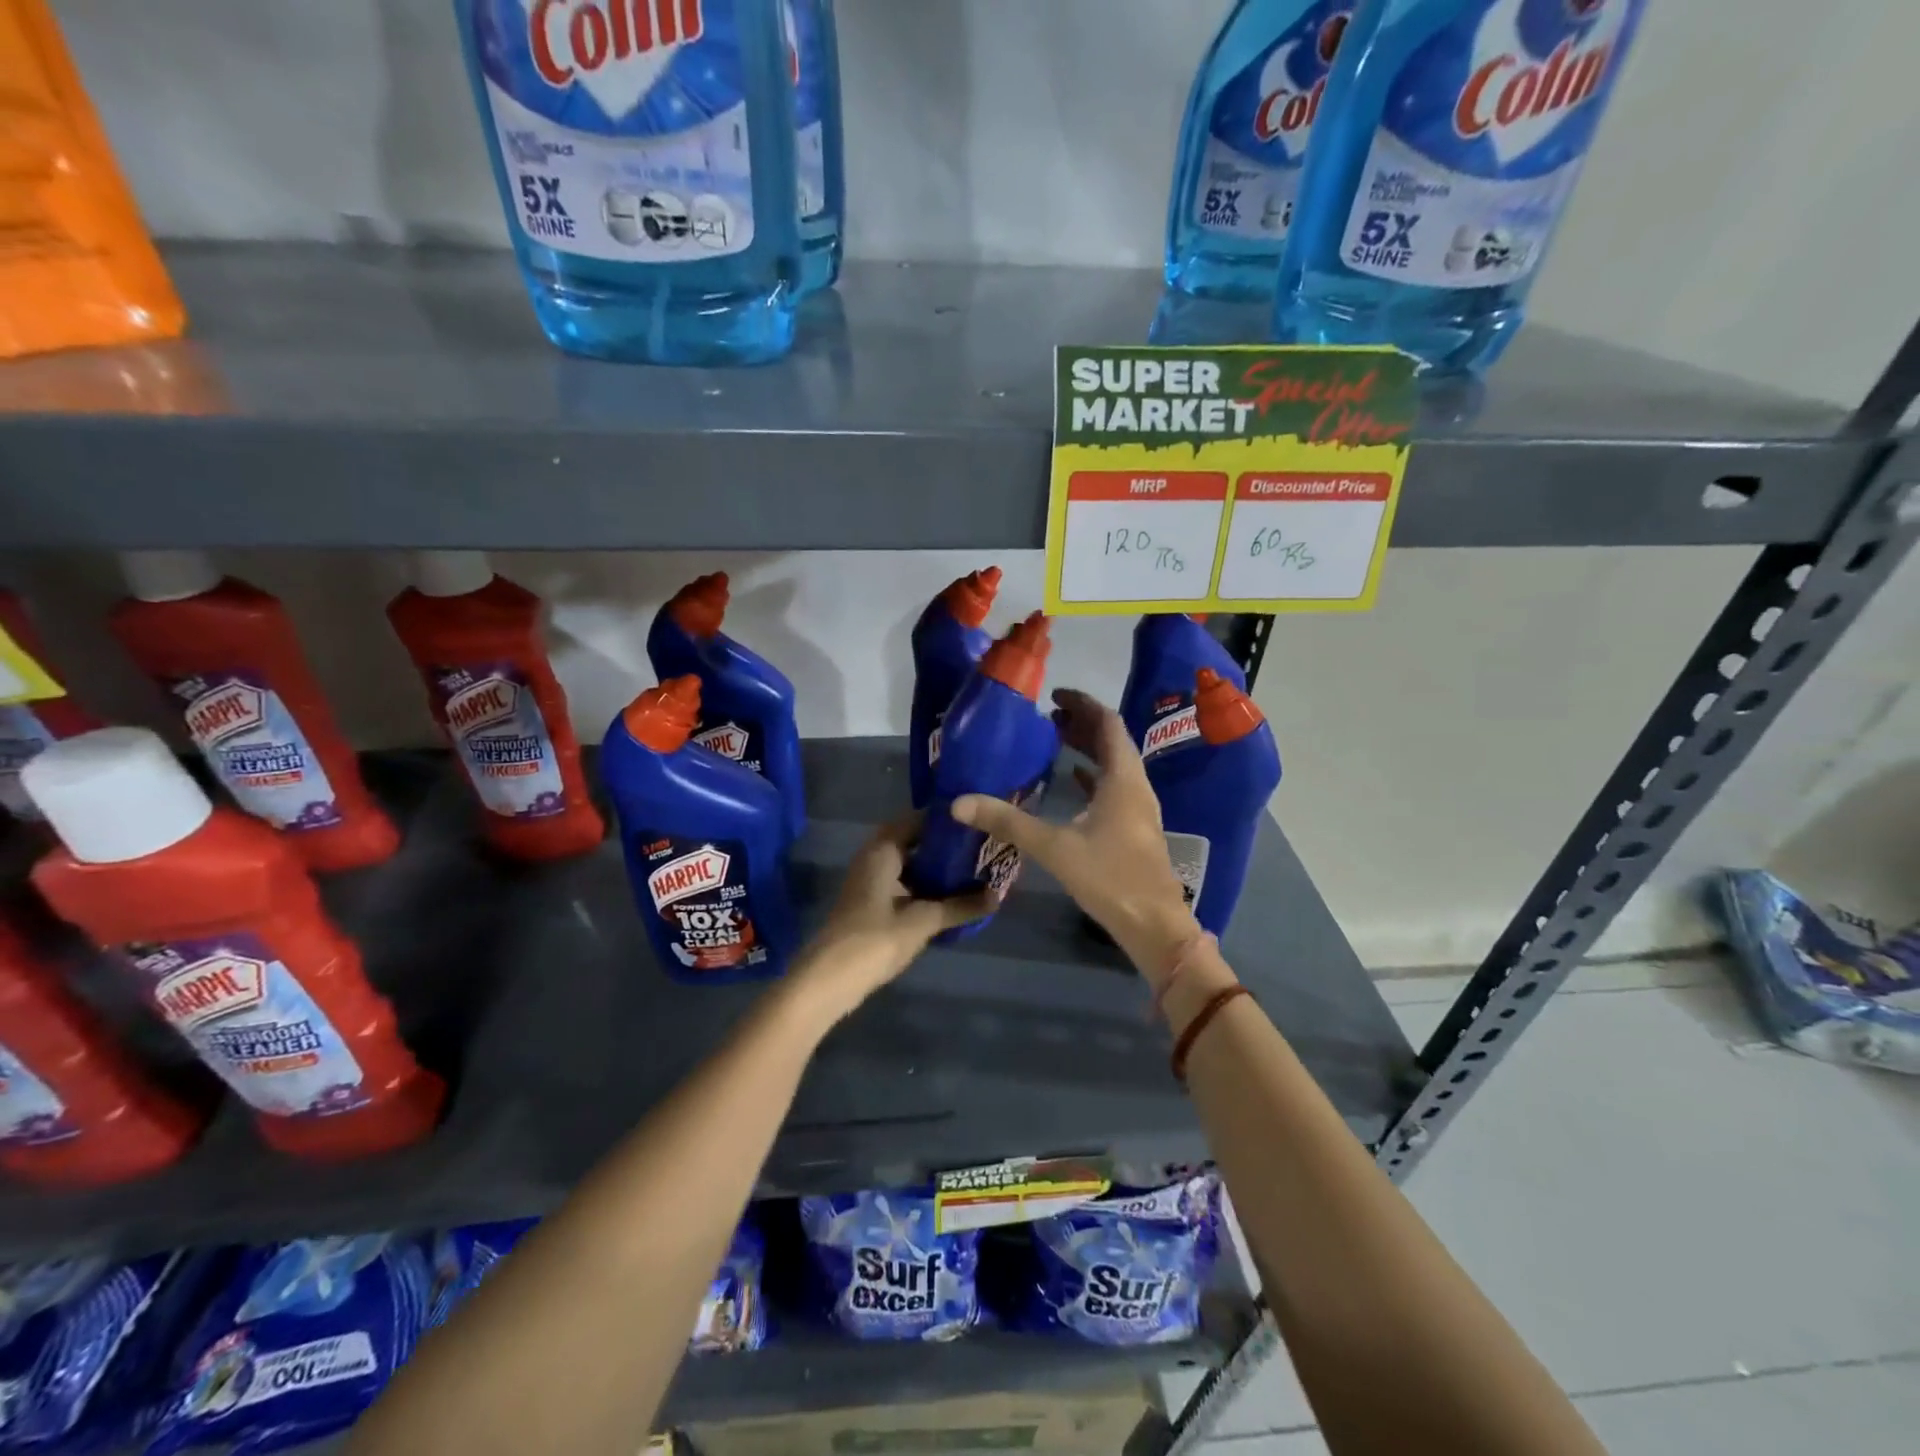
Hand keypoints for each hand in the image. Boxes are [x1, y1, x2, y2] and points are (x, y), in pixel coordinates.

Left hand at [784, 814, 996, 1023]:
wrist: (828, 980)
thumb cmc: (874, 940)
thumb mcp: (922, 922)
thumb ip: (959, 906)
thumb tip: (998, 895)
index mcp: (882, 851)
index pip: (917, 819)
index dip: (946, 820)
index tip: (977, 821)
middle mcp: (873, 858)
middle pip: (912, 841)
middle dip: (943, 845)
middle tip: (979, 848)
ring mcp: (869, 882)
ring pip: (907, 864)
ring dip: (933, 868)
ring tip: (970, 871)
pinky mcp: (869, 904)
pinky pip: (901, 884)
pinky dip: (922, 887)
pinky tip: (947, 899)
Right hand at [953, 689, 1198, 988]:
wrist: (1154, 926)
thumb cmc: (1110, 878)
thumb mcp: (1054, 847)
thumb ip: (1007, 822)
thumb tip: (959, 803)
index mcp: (1123, 779)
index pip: (1108, 723)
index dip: (1083, 703)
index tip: (1054, 696)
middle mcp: (1135, 786)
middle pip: (1111, 740)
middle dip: (1081, 724)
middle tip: (1047, 717)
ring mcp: (1138, 808)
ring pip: (1113, 764)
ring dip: (1087, 748)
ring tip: (1054, 740)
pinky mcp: (1134, 829)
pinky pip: (1113, 788)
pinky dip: (1091, 777)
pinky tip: (1071, 781)